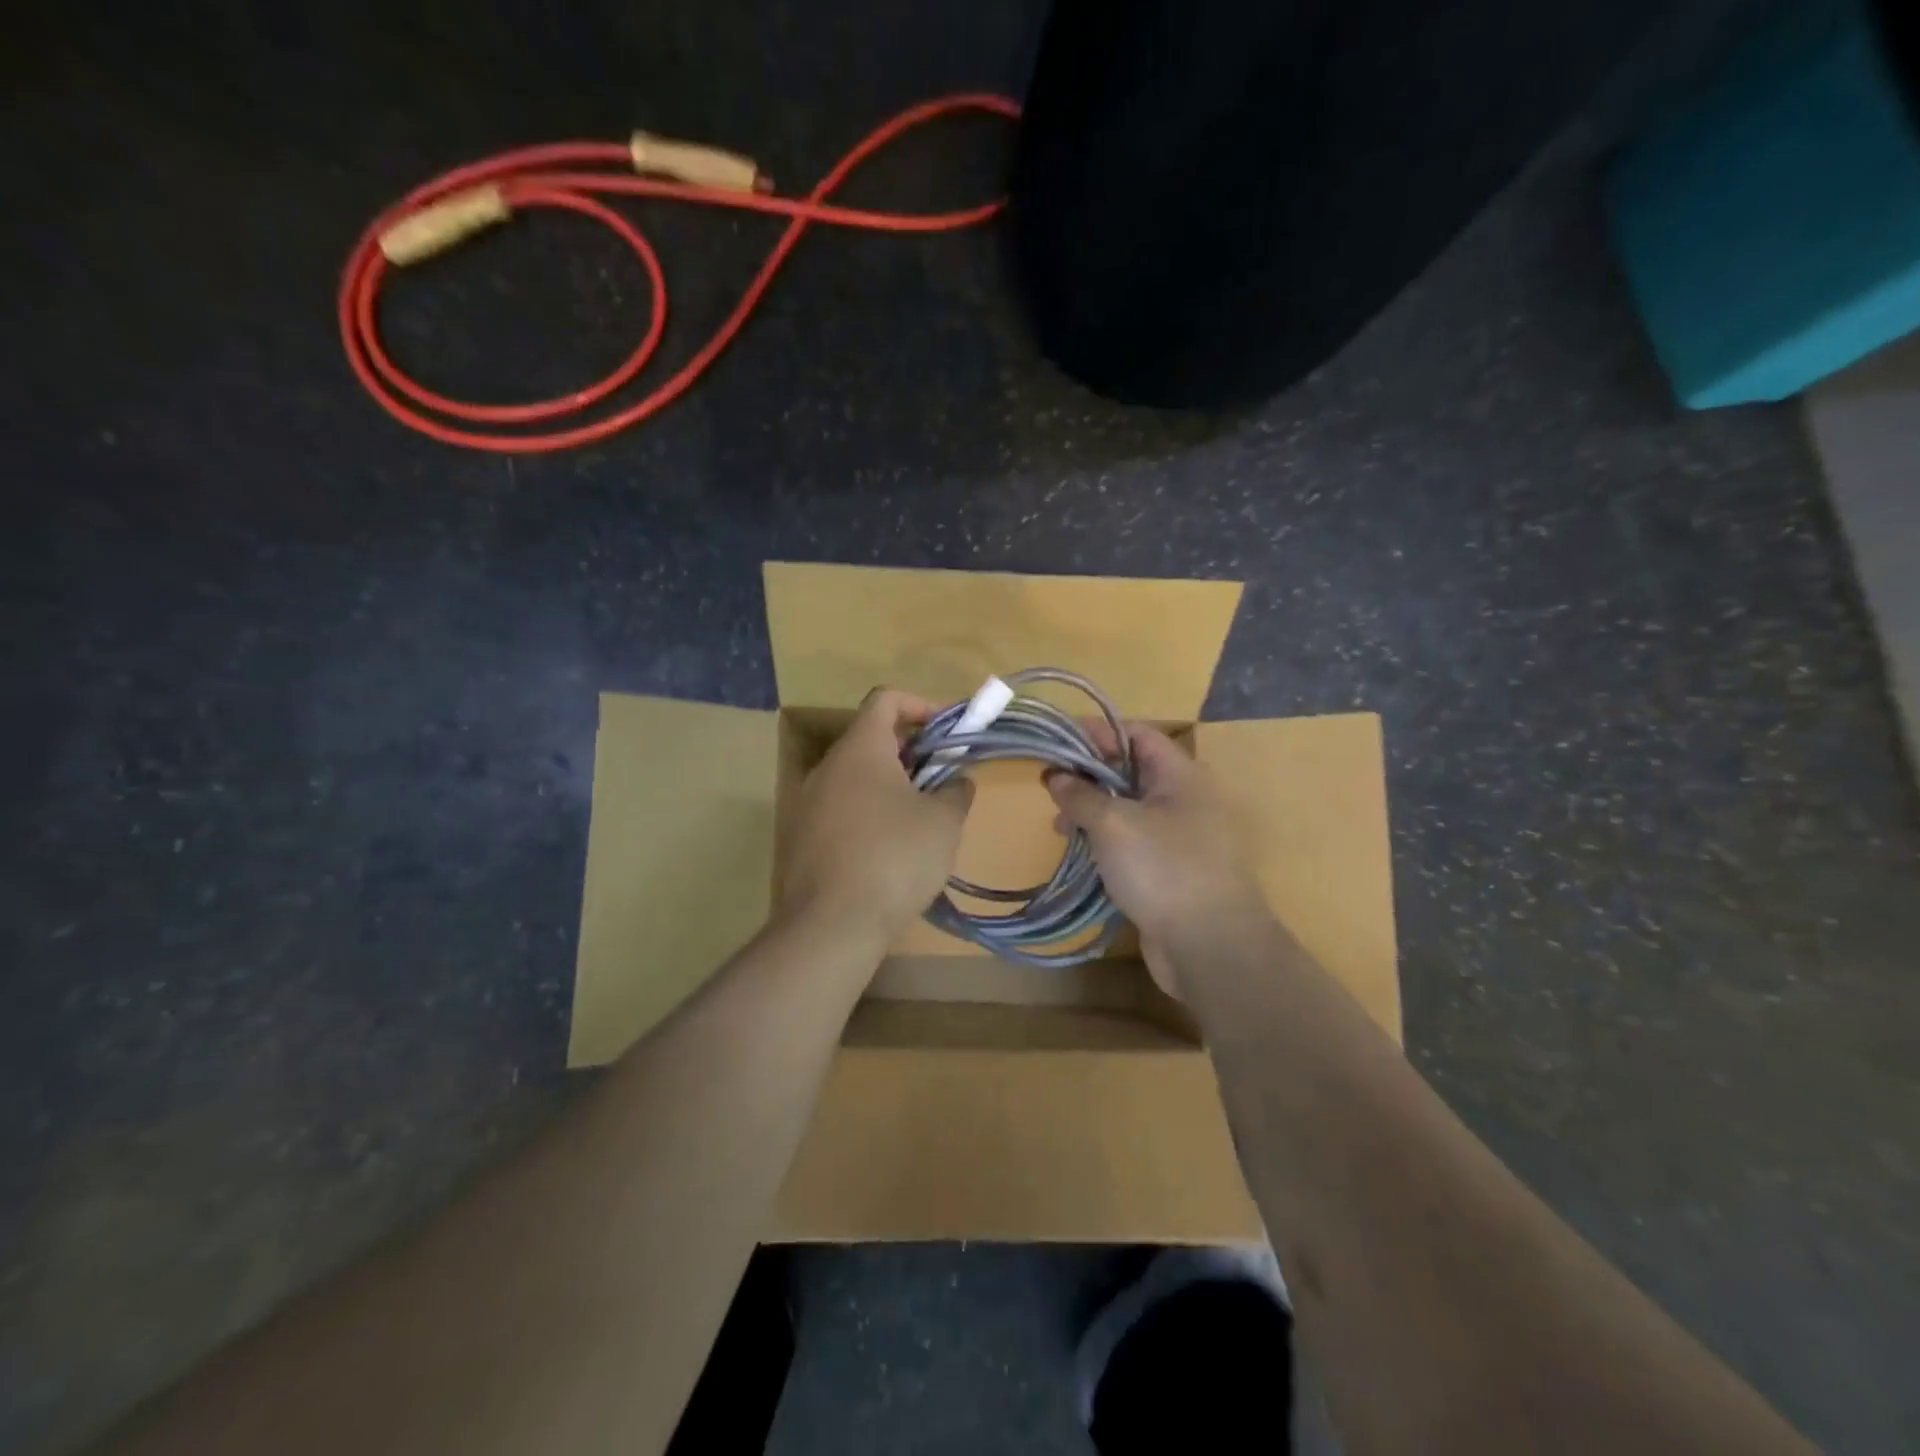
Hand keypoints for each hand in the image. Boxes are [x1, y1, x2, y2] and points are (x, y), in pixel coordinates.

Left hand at [776, 687, 973, 946]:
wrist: (831, 925)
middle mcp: (827, 767)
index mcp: (860, 749)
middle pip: (870, 739)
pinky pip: (841, 809)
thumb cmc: (894, 859)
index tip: (947, 732)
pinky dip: (868, 813)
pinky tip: (889, 850)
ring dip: (890, 785)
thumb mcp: (943, 822)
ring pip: (855, 777)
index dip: (920, 705)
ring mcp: (807, 804)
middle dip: (911, 752)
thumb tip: (957, 781)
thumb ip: (956, 791)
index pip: (885, 699)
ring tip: (921, 818)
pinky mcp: (801, 838)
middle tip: (941, 779)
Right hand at [1046, 724, 1268, 996]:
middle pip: (1130, 771)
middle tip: (1051, 788)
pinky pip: (1134, 842)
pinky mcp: (1172, 869)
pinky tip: (1082, 854)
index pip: (1136, 734)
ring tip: (1060, 827)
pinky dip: (1107, 841)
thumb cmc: (1163, 869)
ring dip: (1094, 812)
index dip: (1096, 732)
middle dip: (1088, 776)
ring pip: (1129, 809)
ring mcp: (1181, 836)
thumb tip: (1055, 776)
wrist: (1210, 947)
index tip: (1056, 741)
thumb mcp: (1113, 824)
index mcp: (1181, 775)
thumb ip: (1080, 795)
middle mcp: (1185, 798)